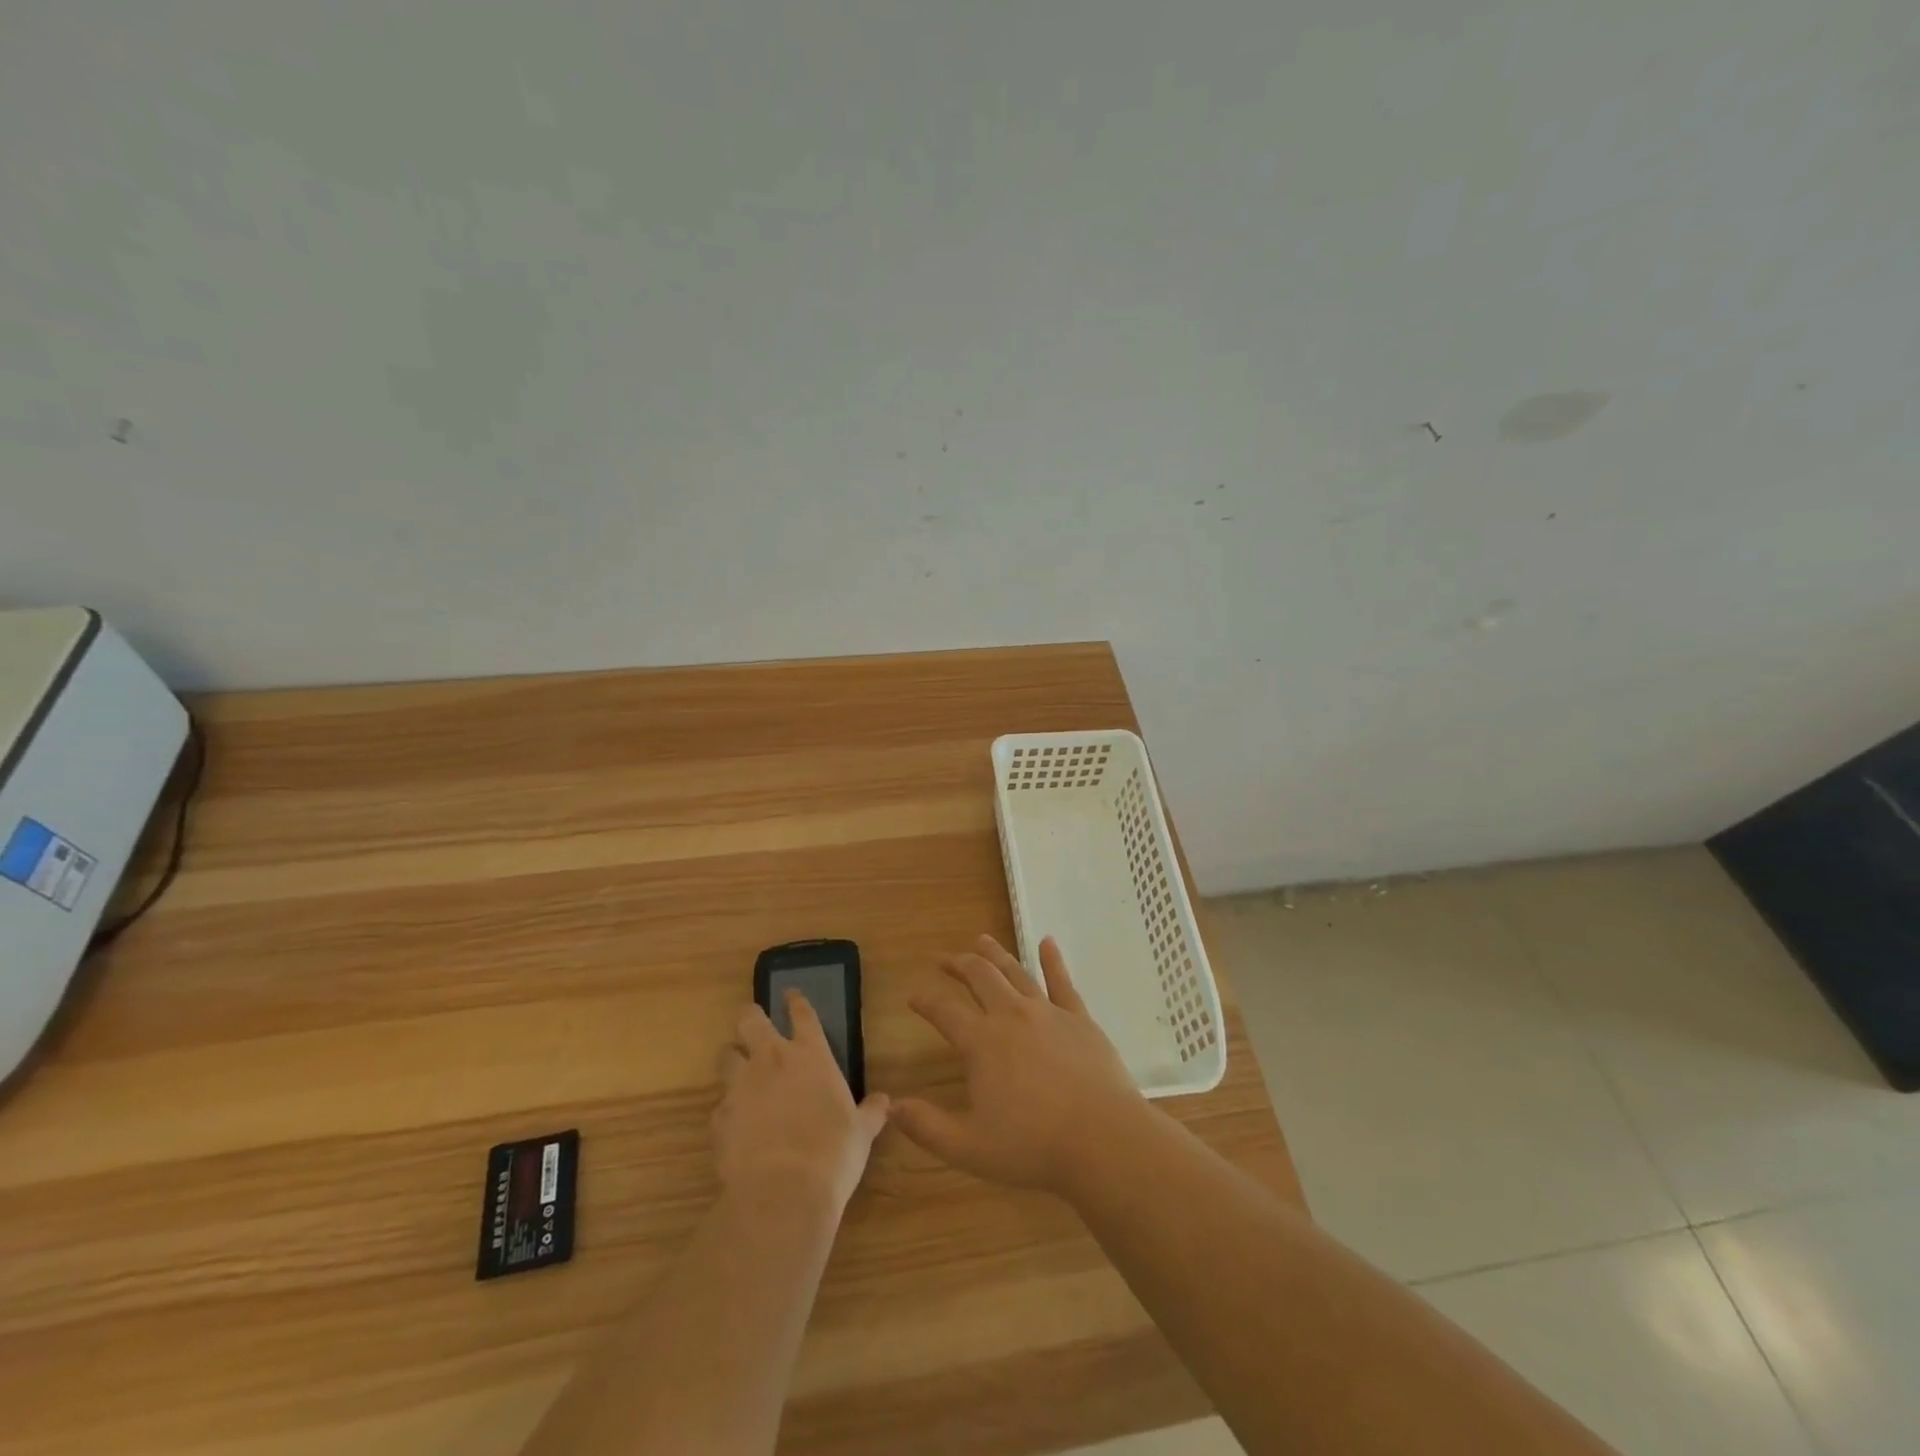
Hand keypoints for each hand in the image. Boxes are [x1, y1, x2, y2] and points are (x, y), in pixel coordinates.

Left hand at [715, 993, 889, 1213]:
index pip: (802, 1014)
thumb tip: (884, 1102)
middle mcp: (772, 1060)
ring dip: (732, 1059)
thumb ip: (870, 1113)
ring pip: (726, 1055)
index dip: (795, 1001)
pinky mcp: (719, 1117)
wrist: (783, 1191)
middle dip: (751, 1017)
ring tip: (738, 1070)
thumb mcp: (862, 1132)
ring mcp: (740, 1086)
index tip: (790, 994)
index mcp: (811, 1055)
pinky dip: (727, 1110)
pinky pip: (719, 1104)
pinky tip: (735, 1125)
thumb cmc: (834, 1153)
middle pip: (750, 1020)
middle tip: (754, 1024)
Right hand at [892, 935, 1143, 1192]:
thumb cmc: (1033, 1146)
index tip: (913, 995)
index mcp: (981, 1042)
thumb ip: (927, 1127)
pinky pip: (1062, 981)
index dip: (925, 1000)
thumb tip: (891, 1107)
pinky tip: (1047, 942)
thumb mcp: (969, 1147)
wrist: (1102, 1139)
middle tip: (945, 959)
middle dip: (959, 964)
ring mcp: (1047, 1012)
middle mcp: (1011, 1015)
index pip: (944, 1011)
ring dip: (995, 954)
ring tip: (981, 940)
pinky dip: (1052, 959)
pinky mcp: (1079, 1018)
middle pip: (980, 977)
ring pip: (1015, 971)